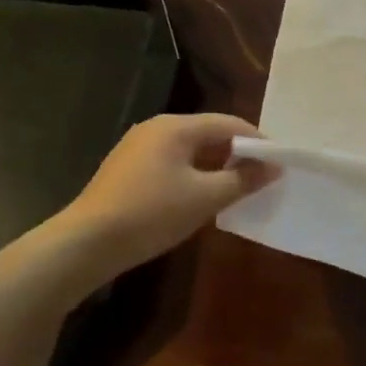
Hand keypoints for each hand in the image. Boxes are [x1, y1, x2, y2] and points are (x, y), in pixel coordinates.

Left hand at [57, 113, 278, 265]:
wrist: (87, 243)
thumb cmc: (152, 214)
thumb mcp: (206, 198)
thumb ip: (243, 180)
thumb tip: (274, 167)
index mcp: (176, 127)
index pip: (229, 123)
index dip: (258, 142)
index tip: (279, 163)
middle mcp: (156, 128)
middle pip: (209, 133)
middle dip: (237, 154)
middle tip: (261, 177)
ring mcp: (138, 147)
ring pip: (190, 149)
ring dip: (216, 165)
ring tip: (237, 188)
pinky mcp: (128, 168)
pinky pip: (172, 162)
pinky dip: (194, 173)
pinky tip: (201, 197)